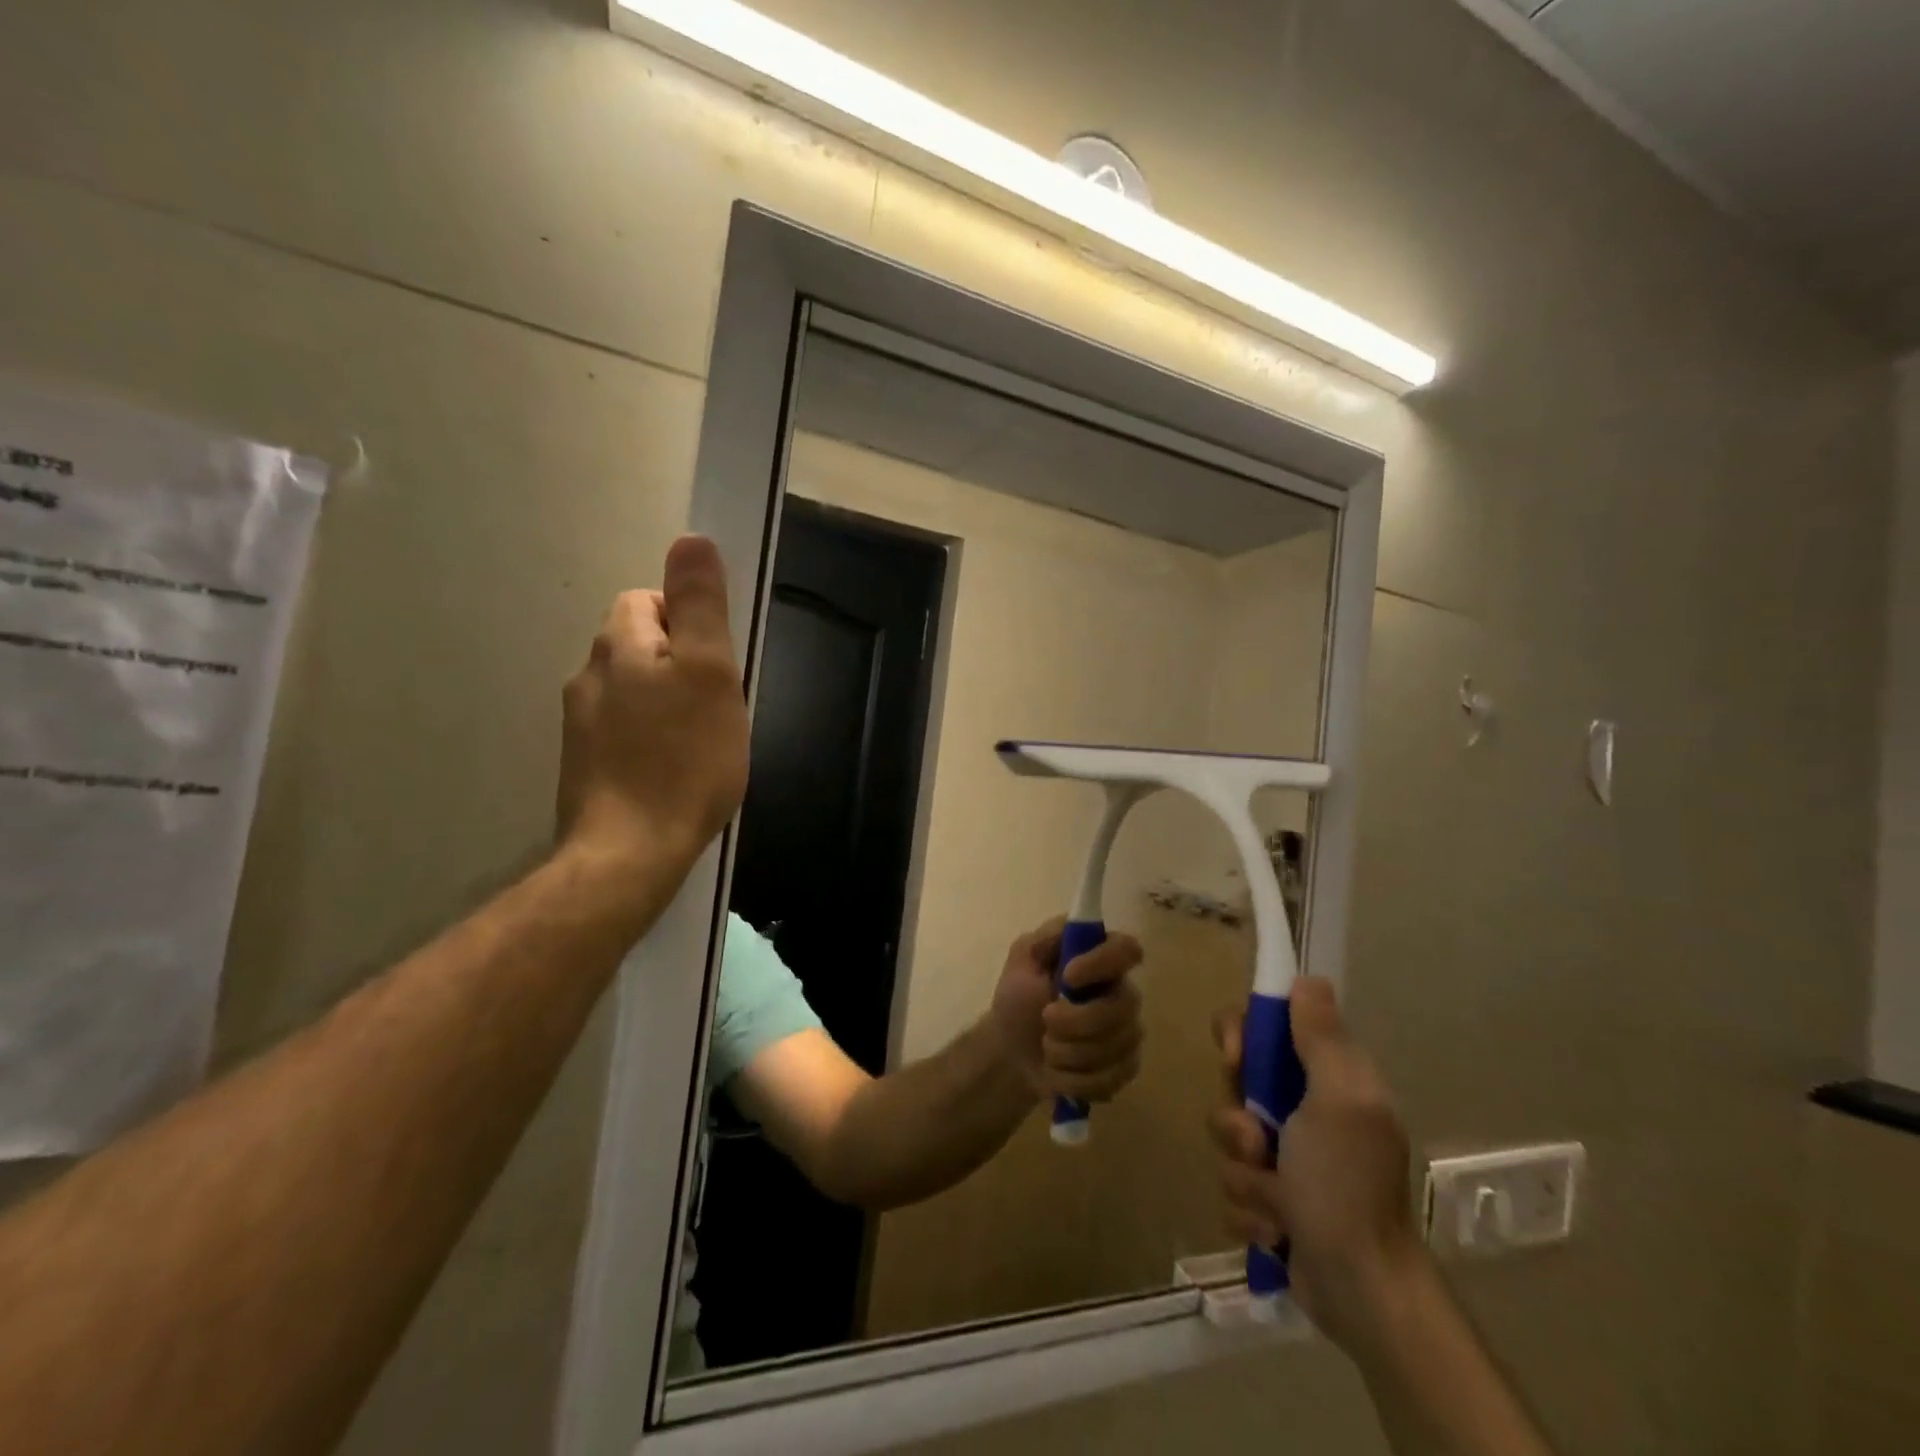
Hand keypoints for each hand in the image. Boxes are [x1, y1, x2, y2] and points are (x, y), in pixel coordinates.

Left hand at [555, 535, 749, 879]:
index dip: (689, 622)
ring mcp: (579, 724)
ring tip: (699, 743)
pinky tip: (671, 771)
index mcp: (619, 645)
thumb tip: (691, 539)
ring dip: (664, 703)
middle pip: (639, 645)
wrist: (630, 852)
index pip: (649, 600)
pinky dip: (649, 739)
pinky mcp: (583, 765)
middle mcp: (588, 675)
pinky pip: (622, 731)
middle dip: (679, 664)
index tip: (718, 665)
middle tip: (716, 706)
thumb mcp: (710, 673)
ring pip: (632, 691)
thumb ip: (700, 605)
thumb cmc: (684, 759)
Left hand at [990, 917, 1143, 1103]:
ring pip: (1115, 1047)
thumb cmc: (1018, 997)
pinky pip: (1111, 1078)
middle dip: (1076, 1021)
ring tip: (1047, 1047)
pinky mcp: (1124, 1068)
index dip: (1102, 964)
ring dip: (1069, 1052)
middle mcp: (1121, 992)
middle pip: (1122, 1007)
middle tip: (1045, 1019)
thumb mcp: (1022, 959)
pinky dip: (1074, 1079)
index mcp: (1100, 958)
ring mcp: (1127, 1032)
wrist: (1011, 1051)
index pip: (1127, 950)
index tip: (1068, 976)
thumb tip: (1074, 925)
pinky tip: (1058, 1071)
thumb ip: (1045, 939)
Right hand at [1211, 978, 1424, 1354]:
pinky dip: (1250, 1211)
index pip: (1263, 1028)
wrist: (1361, 1291)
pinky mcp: (1271, 1203)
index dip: (1239, 1036)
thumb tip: (1308, 979)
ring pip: (1227, 1138)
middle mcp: (1304, 1111)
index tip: (1236, 1061)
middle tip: (1258, 1143)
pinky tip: (1276, 1232)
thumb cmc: (1346, 1184)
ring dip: (1244, 1173)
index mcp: (1325, 1079)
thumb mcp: (1340, 1100)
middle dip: (1236, 1119)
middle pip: (1235, 1083)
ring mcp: (1286, 1159)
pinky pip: (1232, 1186)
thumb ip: (1321, 1037)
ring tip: (1276, 1203)